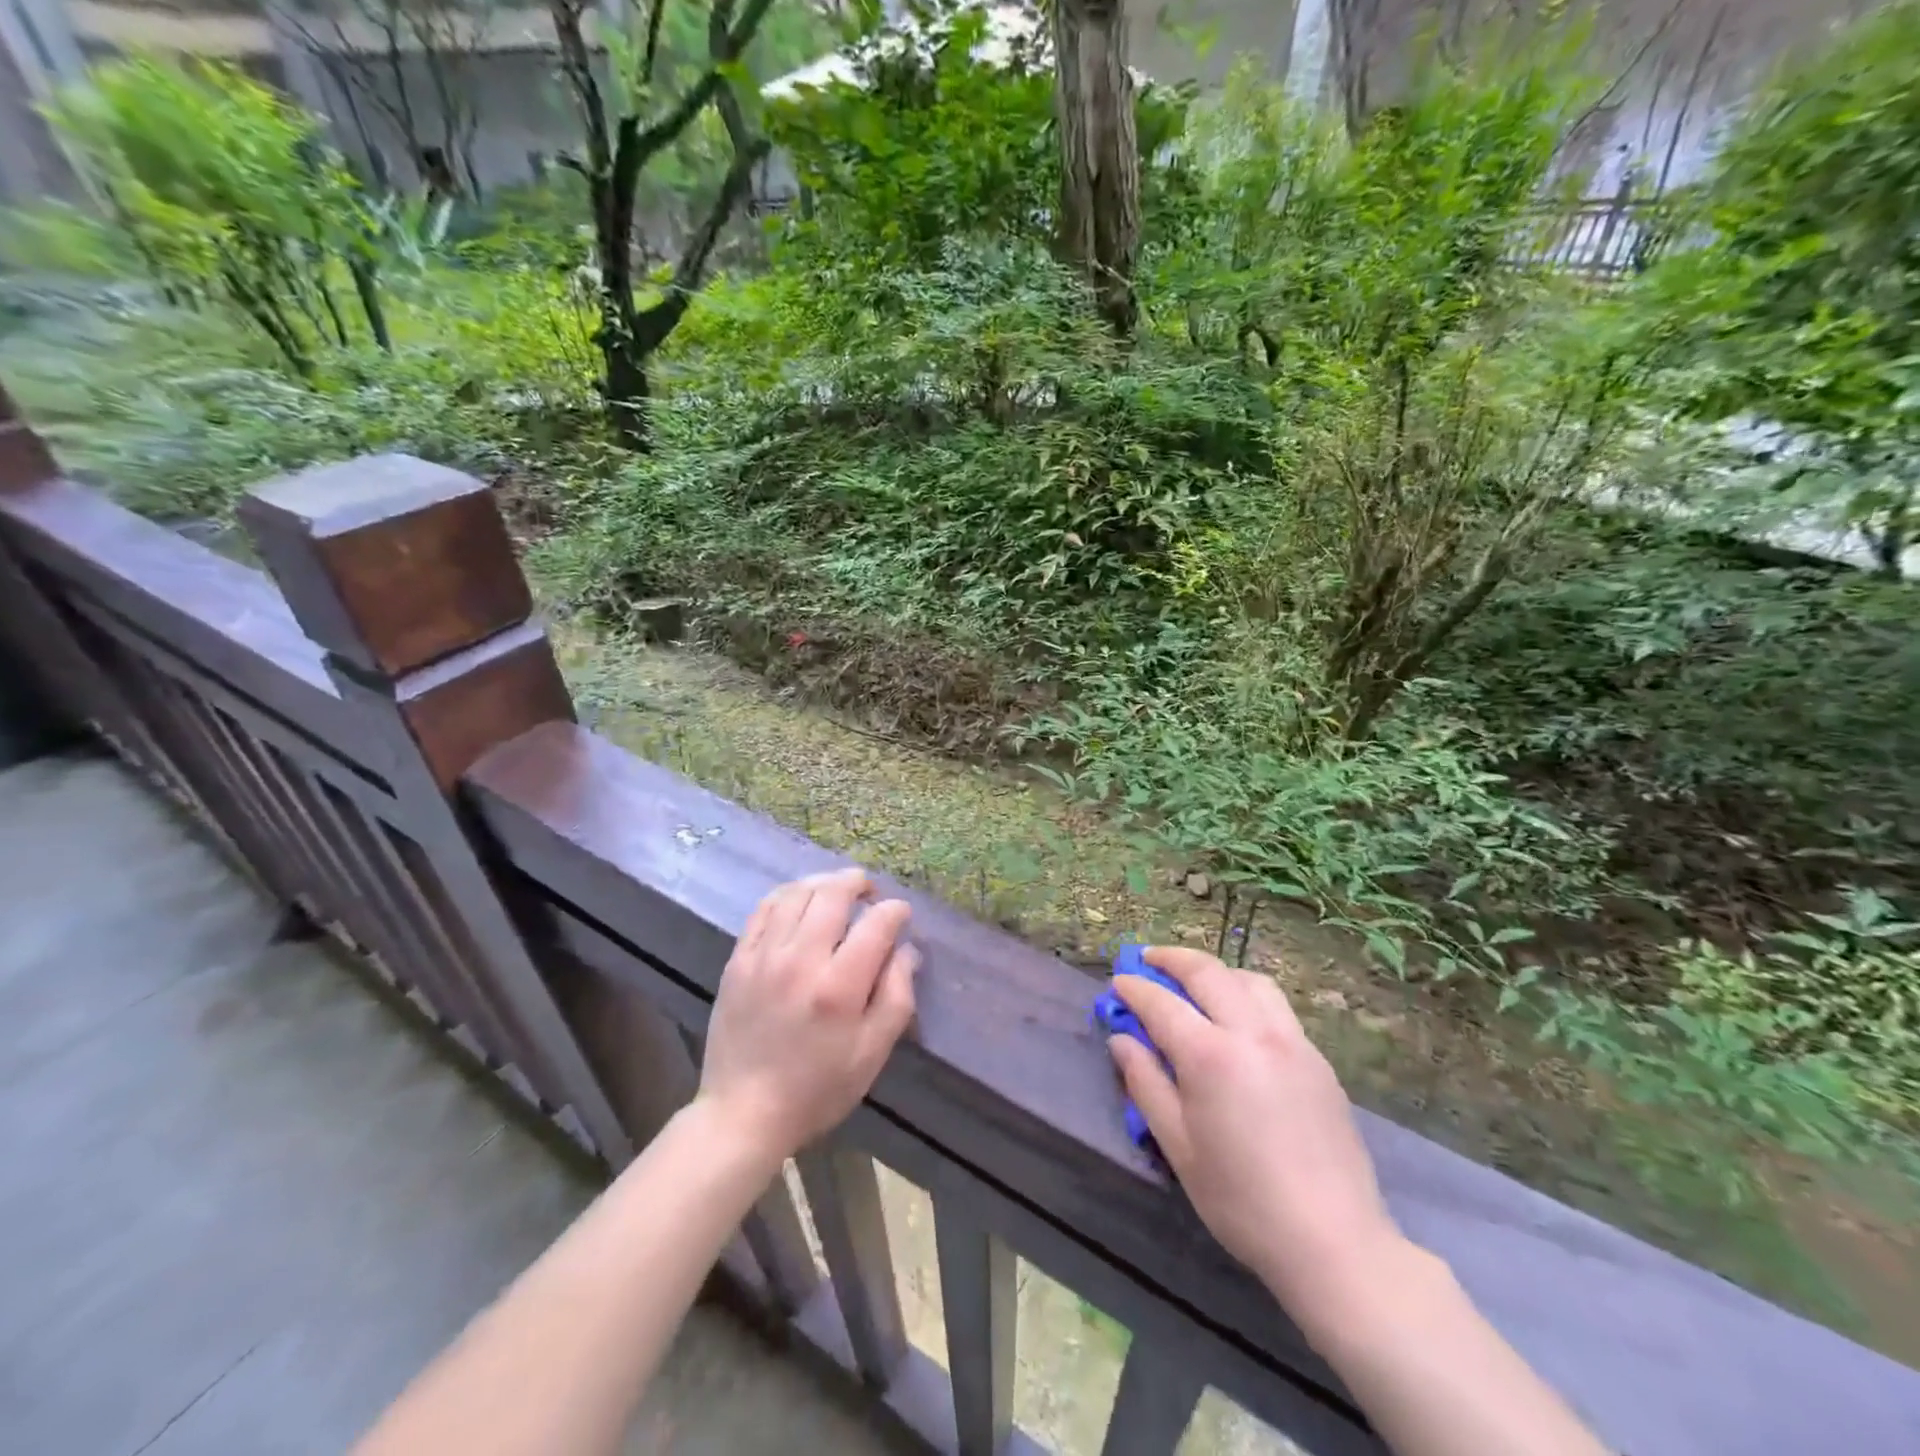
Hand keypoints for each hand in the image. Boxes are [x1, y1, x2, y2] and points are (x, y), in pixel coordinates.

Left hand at [699, 868, 918, 1164]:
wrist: (743, 1113)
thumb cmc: (818, 1088)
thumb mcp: (873, 1053)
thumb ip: (897, 996)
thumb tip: (906, 950)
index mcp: (839, 987)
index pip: (876, 923)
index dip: (895, 911)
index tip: (901, 915)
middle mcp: (800, 961)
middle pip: (833, 894)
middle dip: (858, 883)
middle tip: (869, 891)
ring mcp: (764, 956)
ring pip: (797, 893)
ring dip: (823, 883)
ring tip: (837, 891)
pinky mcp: (738, 960)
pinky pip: (764, 909)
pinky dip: (788, 894)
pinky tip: (800, 901)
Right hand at [1110, 948, 1400, 1328]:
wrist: (1334, 1242)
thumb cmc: (1242, 1200)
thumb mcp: (1178, 1146)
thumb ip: (1146, 1083)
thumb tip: (1121, 1039)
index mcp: (1211, 1056)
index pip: (1161, 1003)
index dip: (1134, 989)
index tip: (1118, 982)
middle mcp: (1252, 1033)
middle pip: (1207, 972)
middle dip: (1171, 959)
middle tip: (1148, 959)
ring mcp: (1291, 1041)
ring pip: (1249, 980)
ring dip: (1215, 971)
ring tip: (1195, 983)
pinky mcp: (1317, 1058)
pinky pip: (1276, 1007)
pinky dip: (1246, 994)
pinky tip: (1238, 1019)